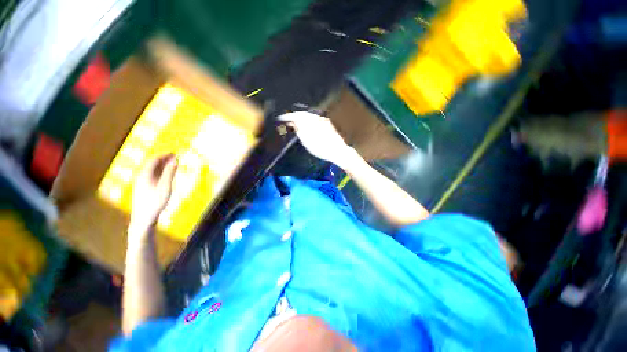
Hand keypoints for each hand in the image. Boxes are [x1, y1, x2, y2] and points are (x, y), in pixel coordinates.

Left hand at [129, 154, 177, 233]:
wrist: (143, 218)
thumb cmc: (155, 202)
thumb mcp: (165, 186)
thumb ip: (170, 172)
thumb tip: (175, 160)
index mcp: (145, 174)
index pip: (154, 160)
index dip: (164, 155)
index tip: (175, 153)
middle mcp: (141, 177)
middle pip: (152, 164)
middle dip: (163, 159)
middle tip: (175, 158)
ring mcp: (141, 183)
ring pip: (151, 170)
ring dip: (162, 166)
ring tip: (173, 165)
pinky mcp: (143, 189)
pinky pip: (152, 176)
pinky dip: (160, 172)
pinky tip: (166, 176)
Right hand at [278, 112, 351, 164]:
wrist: (338, 151)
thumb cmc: (322, 149)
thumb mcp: (307, 142)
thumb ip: (299, 131)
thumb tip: (293, 123)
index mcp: (311, 122)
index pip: (296, 115)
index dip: (287, 116)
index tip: (281, 118)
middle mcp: (317, 118)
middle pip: (302, 114)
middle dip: (294, 116)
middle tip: (287, 121)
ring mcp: (323, 120)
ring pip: (308, 116)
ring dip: (300, 118)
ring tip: (295, 123)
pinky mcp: (327, 124)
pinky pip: (314, 118)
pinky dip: (307, 120)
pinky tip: (306, 125)